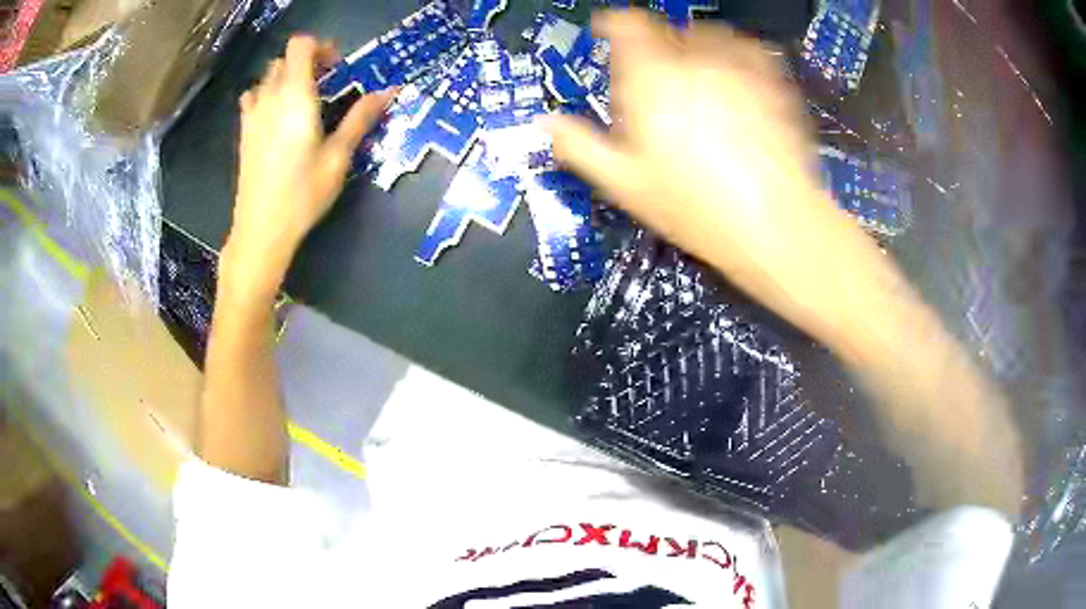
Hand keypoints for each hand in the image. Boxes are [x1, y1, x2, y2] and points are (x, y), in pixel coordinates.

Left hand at [224, 35, 393, 297]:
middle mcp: (270, 97)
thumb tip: (390, 90)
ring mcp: (252, 115)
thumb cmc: (303, 193)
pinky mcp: (244, 132)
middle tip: (326, 84)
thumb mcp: (338, 156)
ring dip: (286, 77)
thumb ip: (361, 117)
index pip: (301, 46)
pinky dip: (267, 94)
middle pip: (284, 59)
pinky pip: (253, 97)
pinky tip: (277, 115)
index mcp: (296, 96)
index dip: (321, 48)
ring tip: (302, 100)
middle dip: (307, 62)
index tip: (337, 67)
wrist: (262, 229)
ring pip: (267, 77)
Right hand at [544, 11, 873, 340]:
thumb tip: (546, 122)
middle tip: (651, 73)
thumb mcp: (625, 184)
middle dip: (653, 44)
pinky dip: (735, 53)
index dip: (612, 23)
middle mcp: (695, 61)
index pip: (626, 26)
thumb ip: (580, 146)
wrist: (775, 226)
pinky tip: (735, 74)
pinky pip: (751, 50)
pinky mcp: (774, 85)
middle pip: (667, 30)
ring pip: (709, 34)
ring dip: (693, 44)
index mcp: (652, 78)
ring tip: (693, 71)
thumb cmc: (696, 208)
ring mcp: (740, 69)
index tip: (606, 31)